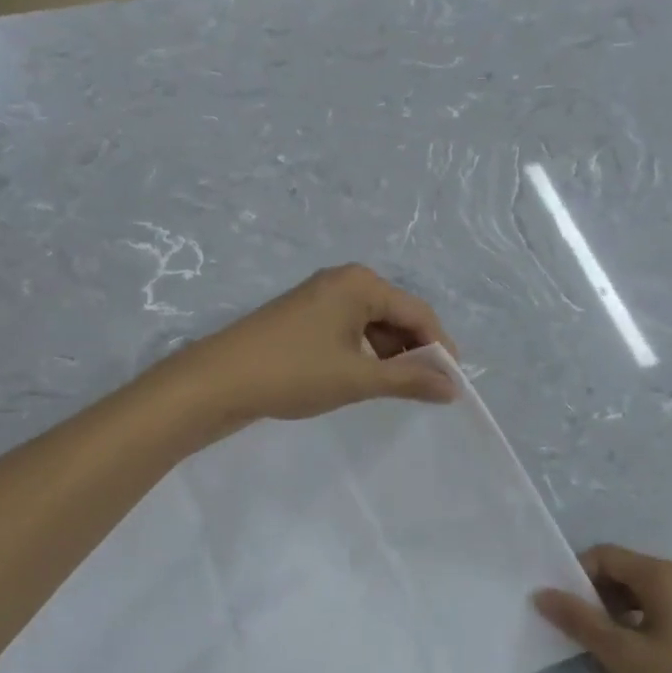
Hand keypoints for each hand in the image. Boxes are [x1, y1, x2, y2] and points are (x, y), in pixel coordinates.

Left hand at [160, 265, 456, 430]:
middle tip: (425, 391)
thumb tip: (453, 387)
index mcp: (360, 283)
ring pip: (373, 325)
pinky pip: (349, 331)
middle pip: (396, 315)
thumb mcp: (358, 378)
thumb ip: (409, 380)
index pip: (419, 312)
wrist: (218, 381)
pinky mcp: (304, 317)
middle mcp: (343, 281)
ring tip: (396, 391)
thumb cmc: (294, 372)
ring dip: (389, 356)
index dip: (440, 348)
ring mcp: (320, 298)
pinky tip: (365, 380)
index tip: (452, 384)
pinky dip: (364, 355)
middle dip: (414, 352)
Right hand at [534, 545, 671, 672]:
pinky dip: (634, 629)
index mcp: (660, 574)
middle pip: (620, 573)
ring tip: (600, 652)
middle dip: (593, 598)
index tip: (561, 611)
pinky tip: (630, 663)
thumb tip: (541, 594)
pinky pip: (655, 614)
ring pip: (636, 596)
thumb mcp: (625, 655)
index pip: (603, 555)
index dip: (576, 577)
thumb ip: (580, 621)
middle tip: (576, 634)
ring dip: (612, 617)